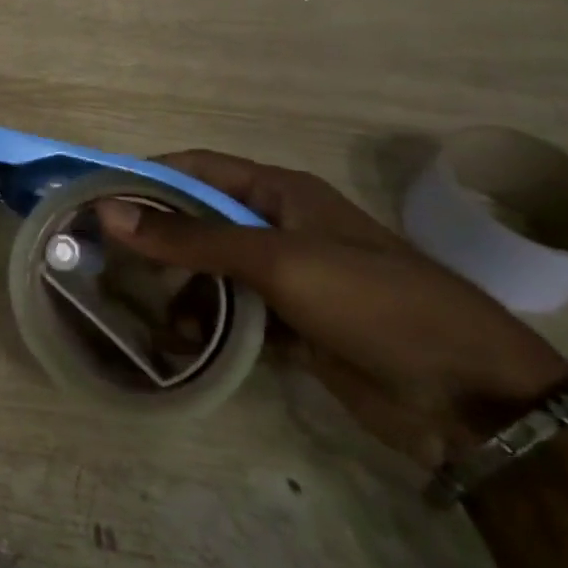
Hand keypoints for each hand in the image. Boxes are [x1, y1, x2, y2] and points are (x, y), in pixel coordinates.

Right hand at [96, 153, 567, 468]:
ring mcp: (287, 278)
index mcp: (280, 192)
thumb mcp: (276, 260)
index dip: (147, 176)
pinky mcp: (294, 325)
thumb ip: (191, 238)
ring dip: (177, 287)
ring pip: (212, 271)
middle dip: (155, 238)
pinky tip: (179, 344)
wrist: (472, 398)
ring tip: (136, 309)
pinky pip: (233, 314)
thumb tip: (109, 211)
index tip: (95, 196)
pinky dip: (205, 325)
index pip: (196, 169)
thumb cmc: (373, 302)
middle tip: (102, 258)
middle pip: (199, 220)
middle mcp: (279, 226)